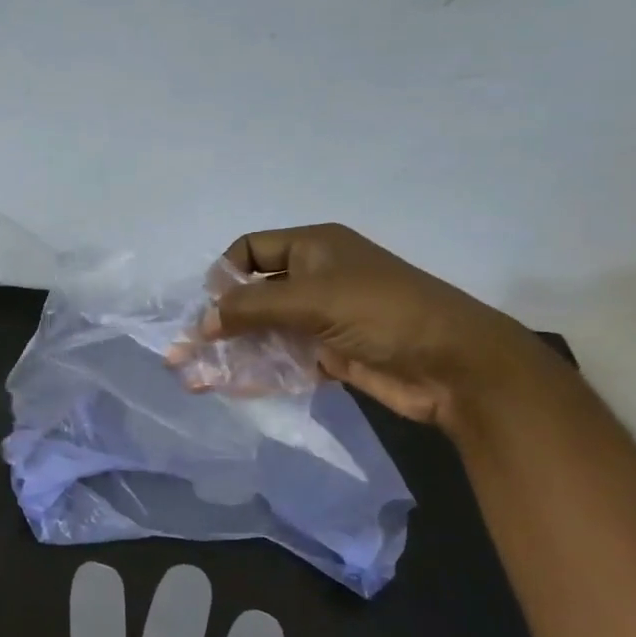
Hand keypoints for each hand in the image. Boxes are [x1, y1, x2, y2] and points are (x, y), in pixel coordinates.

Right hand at [200, 223, 543, 431]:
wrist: (453, 365)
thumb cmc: (383, 312)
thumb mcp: (313, 299)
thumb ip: (252, 308)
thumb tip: (201, 323)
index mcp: (314, 248)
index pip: (252, 250)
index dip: (225, 274)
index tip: (208, 307)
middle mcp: (314, 279)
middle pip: (253, 296)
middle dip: (218, 323)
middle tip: (182, 352)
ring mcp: (322, 319)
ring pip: (264, 333)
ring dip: (230, 353)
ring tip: (195, 378)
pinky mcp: (330, 355)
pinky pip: (282, 360)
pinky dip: (257, 372)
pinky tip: (228, 388)